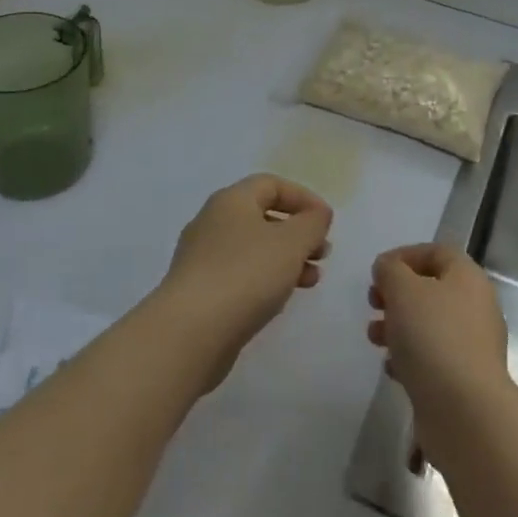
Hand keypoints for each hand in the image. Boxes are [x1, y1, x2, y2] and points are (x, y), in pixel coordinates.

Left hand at [156, 175, 332, 389]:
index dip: (303, 198)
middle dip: (298, 233)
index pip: (271, 184)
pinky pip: (240, 275)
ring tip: (311, 281)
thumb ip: (312, 223)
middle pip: (262, 216)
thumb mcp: (291, 243)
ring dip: (286, 259)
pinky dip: (265, 280)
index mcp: (231, 201)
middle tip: (323, 254)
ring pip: (253, 248)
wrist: (190, 332)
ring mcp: (202, 258)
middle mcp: (212, 222)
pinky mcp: (199, 291)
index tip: (327, 222)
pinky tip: (280, 300)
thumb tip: (317, 215)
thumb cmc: (245, 275)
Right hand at [368, 244, 509, 414]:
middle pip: (431, 289)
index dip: (405, 255)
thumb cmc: (433, 337)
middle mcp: (475, 307)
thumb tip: (388, 269)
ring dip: (398, 326)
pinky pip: (433, 357)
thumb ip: (390, 270)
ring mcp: (472, 345)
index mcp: (467, 278)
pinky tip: (391, 368)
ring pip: (429, 324)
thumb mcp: (403, 290)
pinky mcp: (464, 379)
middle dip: (397, 294)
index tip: (377, 271)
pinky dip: (409, 357)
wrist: (465, 412)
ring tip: (374, 338)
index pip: (437, 252)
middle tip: (373, 304)